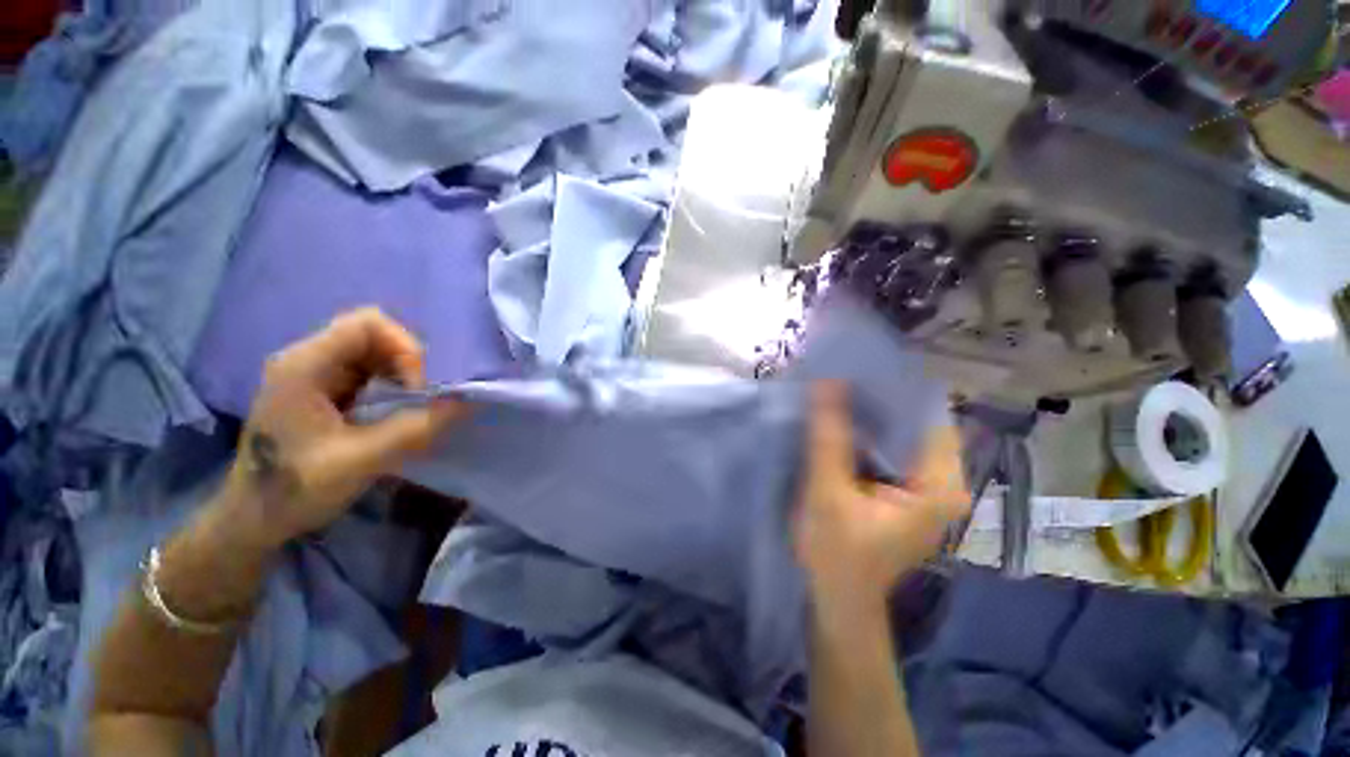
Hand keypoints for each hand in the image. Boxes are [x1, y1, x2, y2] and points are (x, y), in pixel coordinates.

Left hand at [219, 308, 467, 549]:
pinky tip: (394, 409)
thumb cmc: (295, 490)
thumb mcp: (360, 461)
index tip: (418, 389)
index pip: (368, 324)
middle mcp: (307, 359)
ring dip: (403, 373)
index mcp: (304, 366)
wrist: (252, 519)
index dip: (405, 348)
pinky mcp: (322, 388)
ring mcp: (313, 372)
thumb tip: (467, 402)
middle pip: (374, 333)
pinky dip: (392, 383)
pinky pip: (368, 369)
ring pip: (374, 350)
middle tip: (420, 398)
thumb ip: (416, 428)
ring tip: (411, 405)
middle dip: (408, 362)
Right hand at [793, 382, 969, 620]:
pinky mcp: (902, 490)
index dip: (895, 387)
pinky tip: (840, 419)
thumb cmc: (836, 554)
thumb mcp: (828, 492)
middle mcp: (942, 481)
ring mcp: (923, 487)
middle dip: (878, 398)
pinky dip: (865, 432)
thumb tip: (827, 380)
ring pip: (900, 433)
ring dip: (870, 413)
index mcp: (940, 485)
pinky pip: (888, 448)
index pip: (929, 415)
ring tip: (838, 387)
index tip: (859, 364)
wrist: (836, 601)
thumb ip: (828, 437)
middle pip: (915, 422)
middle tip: (842, 372)